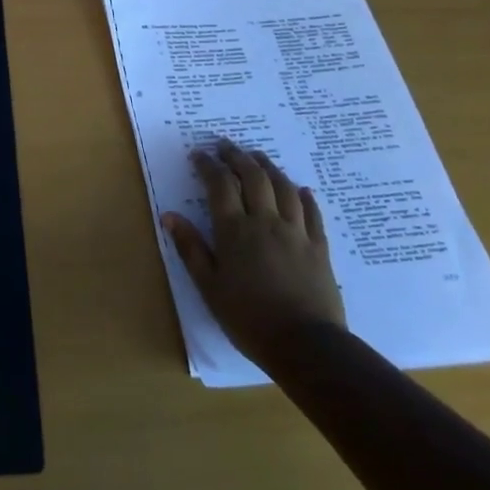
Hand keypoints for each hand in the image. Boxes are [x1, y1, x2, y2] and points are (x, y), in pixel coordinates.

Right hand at [162, 139, 344, 368]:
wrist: (306, 344)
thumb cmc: (248, 318)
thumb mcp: (209, 287)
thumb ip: (190, 248)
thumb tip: (170, 215)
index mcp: (235, 231)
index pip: (220, 185)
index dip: (208, 165)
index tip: (198, 154)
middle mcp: (265, 221)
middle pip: (252, 177)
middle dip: (237, 156)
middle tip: (225, 145)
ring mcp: (296, 232)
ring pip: (283, 187)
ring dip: (268, 167)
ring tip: (257, 156)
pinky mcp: (319, 246)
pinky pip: (312, 212)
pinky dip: (303, 196)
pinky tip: (300, 189)